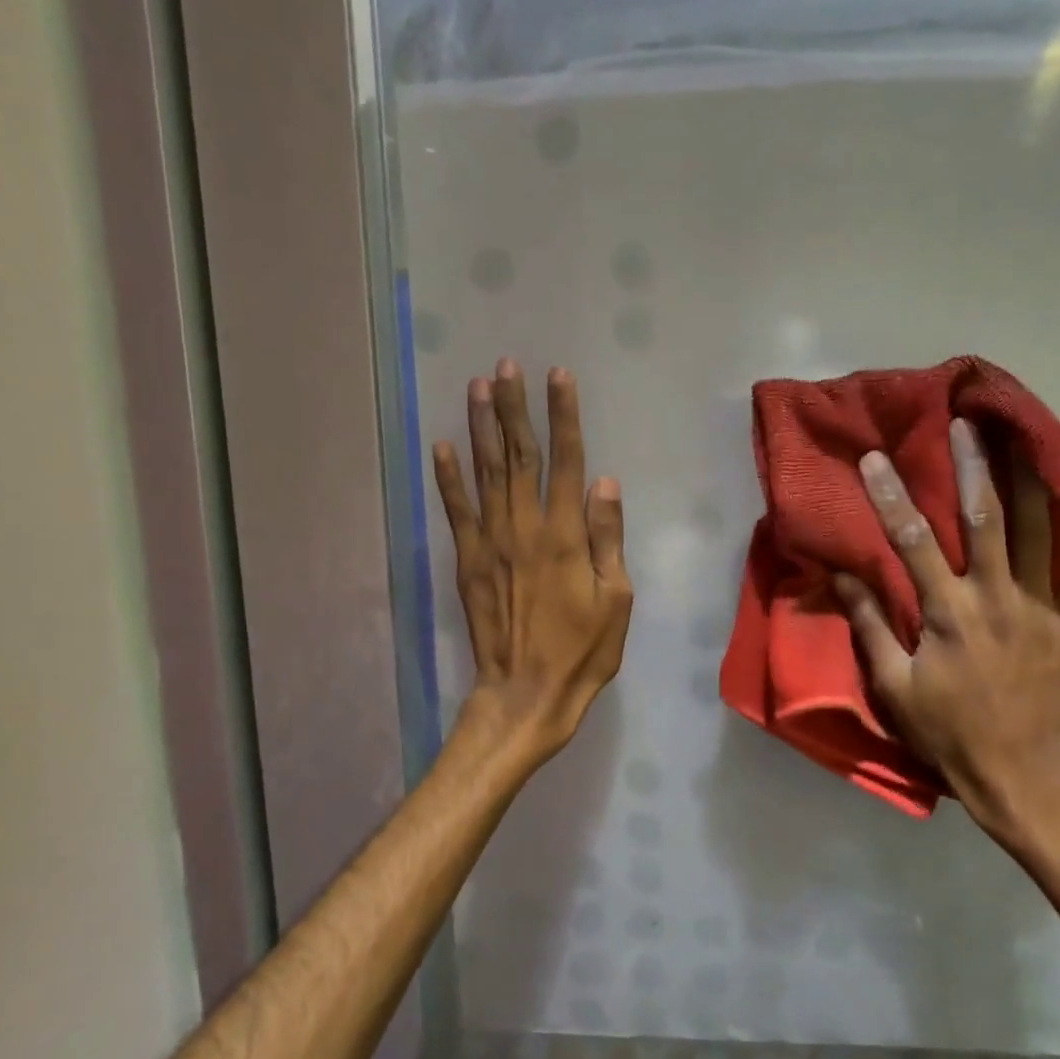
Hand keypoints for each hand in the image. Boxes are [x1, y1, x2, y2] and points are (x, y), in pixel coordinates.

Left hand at [433, 360, 631, 765]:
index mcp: (566, 535)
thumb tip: (605, 481)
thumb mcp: (616, 599)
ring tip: (478, 386)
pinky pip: (456, 511)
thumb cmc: (583, 651)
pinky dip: (448, 477)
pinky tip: (442, 445)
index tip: (558, 376)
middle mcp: (525, 527)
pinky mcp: (468, 561)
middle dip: (514, 407)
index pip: (567, 461)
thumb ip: (608, 537)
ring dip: (481, 427)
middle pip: (519, 455)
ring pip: (485, 472)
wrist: (526, 692)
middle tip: (507, 365)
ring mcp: (491, 542)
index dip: (563, 416)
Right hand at [833, 418, 1059, 849]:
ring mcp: (1042, 609)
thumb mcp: (892, 685)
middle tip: (968, 421)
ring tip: (1028, 436)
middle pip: (984, 518)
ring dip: (1032, 479)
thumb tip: (841, 574)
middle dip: (973, 465)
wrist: (1017, 776)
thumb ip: (869, 625)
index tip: (875, 459)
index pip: (912, 542)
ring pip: (1039, 532)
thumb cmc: (946, 732)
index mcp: (947, 614)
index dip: (891, 497)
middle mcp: (996, 598)